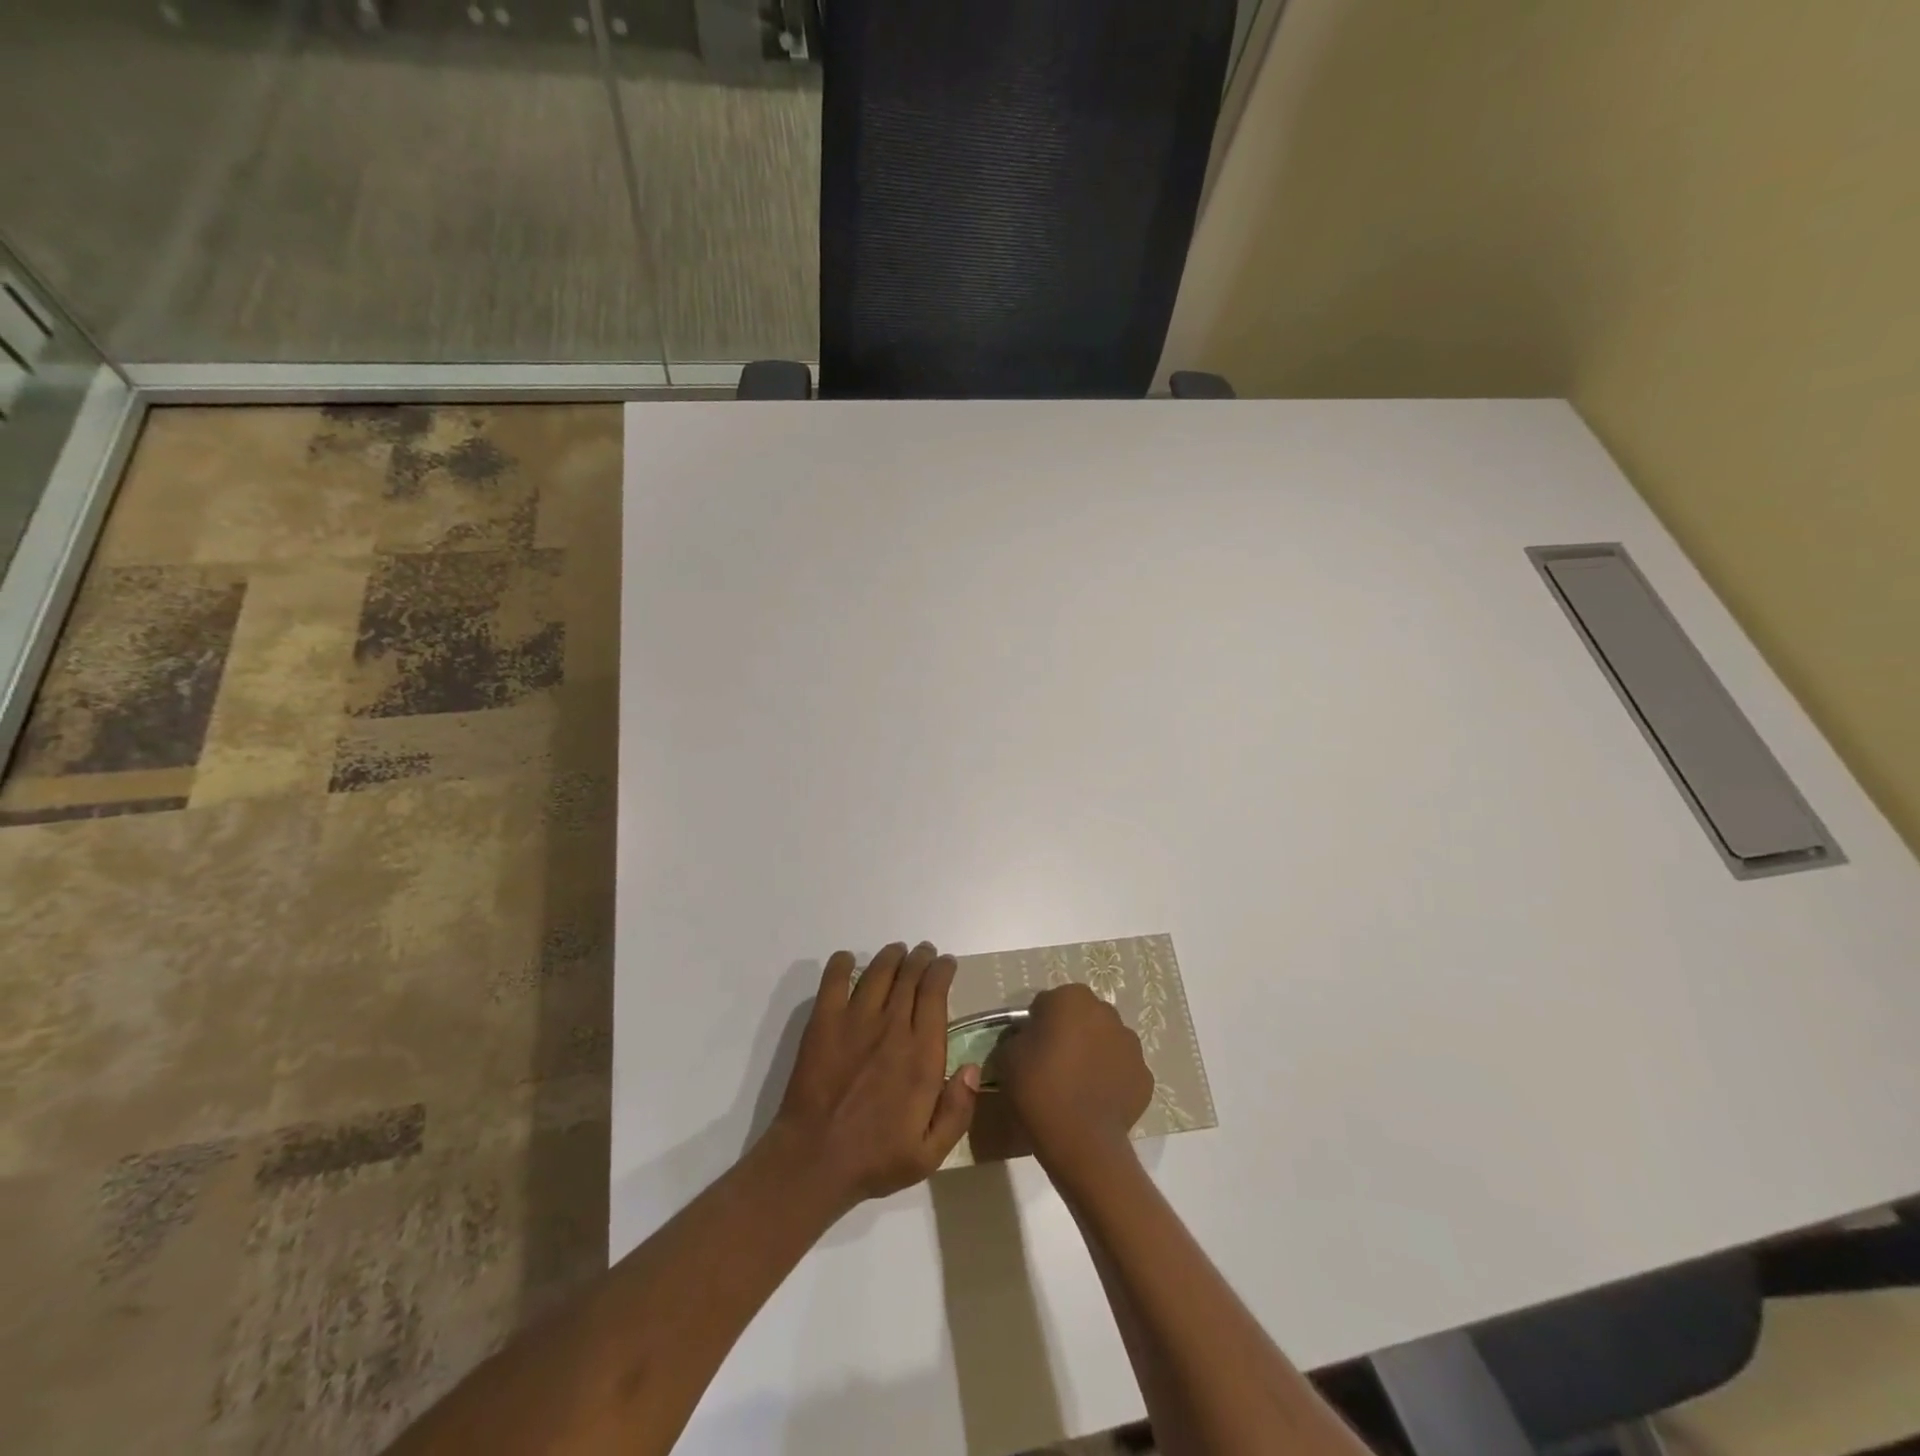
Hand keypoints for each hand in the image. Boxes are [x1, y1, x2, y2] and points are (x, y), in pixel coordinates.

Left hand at [771, 942, 979, 1209]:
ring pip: (878, 972)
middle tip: (924, 952)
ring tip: (896, 951)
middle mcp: (892, 1028)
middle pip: (910, 976)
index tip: (946, 963)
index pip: (935, 994)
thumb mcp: (931, 1152)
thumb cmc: (876, 1159)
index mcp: (922, 1055)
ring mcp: (855, 1021)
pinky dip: (842, 964)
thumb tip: (974, 1068)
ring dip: (891, 956)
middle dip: (920, 958)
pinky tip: (848, 960)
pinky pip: (834, 980)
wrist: (814, 1161)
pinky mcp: (824, 1023)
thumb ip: (958, 1110)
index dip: (942, 971)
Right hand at [991, 984, 1152, 1168]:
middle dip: (1070, 1033)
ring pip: (1106, 1041)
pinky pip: (1122, 1070)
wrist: (1081, 1140)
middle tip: (1053, 1064)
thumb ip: (1019, 1037)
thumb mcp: (1008, 1055)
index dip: (1037, 1024)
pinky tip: (1096, 1100)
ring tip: (1077, 1085)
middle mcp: (1107, 1012)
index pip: (1049, 1003)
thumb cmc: (1039, 1088)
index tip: (1030, 1048)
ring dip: (1094, 1053)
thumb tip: (1028, 1039)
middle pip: (1082, 1017)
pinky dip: (1111, 1079)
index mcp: (1072, 998)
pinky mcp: (1145, 1076)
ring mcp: (1131, 1045)